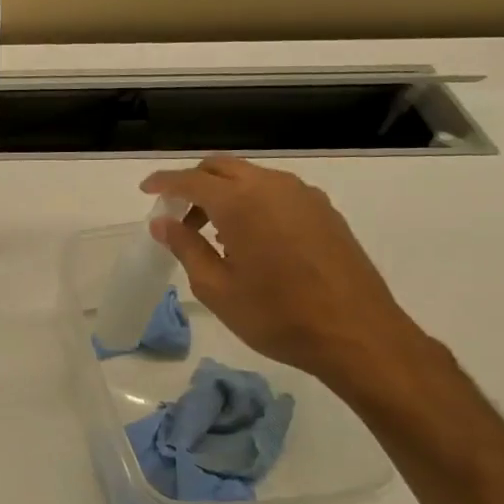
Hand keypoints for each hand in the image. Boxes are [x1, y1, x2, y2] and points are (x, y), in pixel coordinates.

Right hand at [142, 157, 426, 385]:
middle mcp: (273, 188)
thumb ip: (186, 248)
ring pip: (251, 177)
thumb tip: (162, 223)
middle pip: (222, 167)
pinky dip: (251, 202)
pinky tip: (247, 238)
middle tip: (175, 212)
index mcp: (241, 203)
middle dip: (193, 182)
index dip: (164, 182)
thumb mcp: (217, 288)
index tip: (146, 190)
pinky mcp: (324, 212)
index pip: (192, 180)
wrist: (358, 335)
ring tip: (210, 232)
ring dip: (223, 193)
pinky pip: (276, 192)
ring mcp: (304, 197)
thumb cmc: (277, 316)